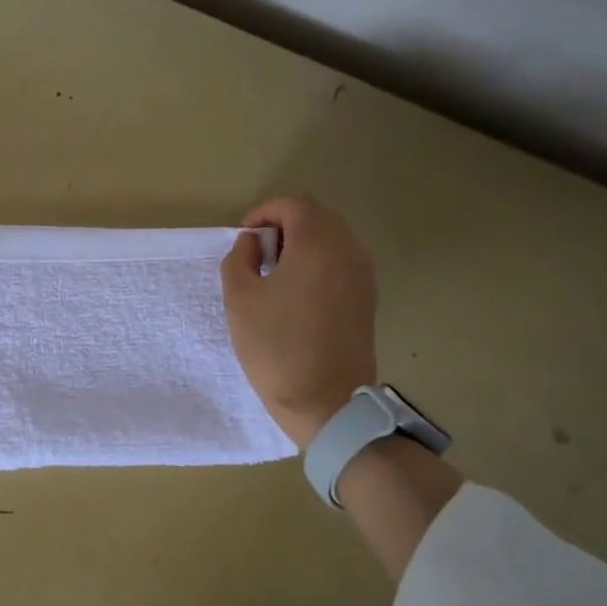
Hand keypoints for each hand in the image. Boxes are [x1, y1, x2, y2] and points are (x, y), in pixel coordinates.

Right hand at [221, 195, 377, 448]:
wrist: (326, 401)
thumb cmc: (276, 346)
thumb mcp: (240, 299)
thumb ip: (239, 259)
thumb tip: (253, 243)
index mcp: (318, 244)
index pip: (294, 204)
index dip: (264, 213)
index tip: (244, 240)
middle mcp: (349, 251)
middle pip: (317, 217)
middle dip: (284, 227)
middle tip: (256, 256)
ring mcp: (363, 275)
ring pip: (332, 240)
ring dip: (302, 246)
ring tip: (274, 277)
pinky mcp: (367, 299)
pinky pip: (341, 263)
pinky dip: (317, 265)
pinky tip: (296, 296)